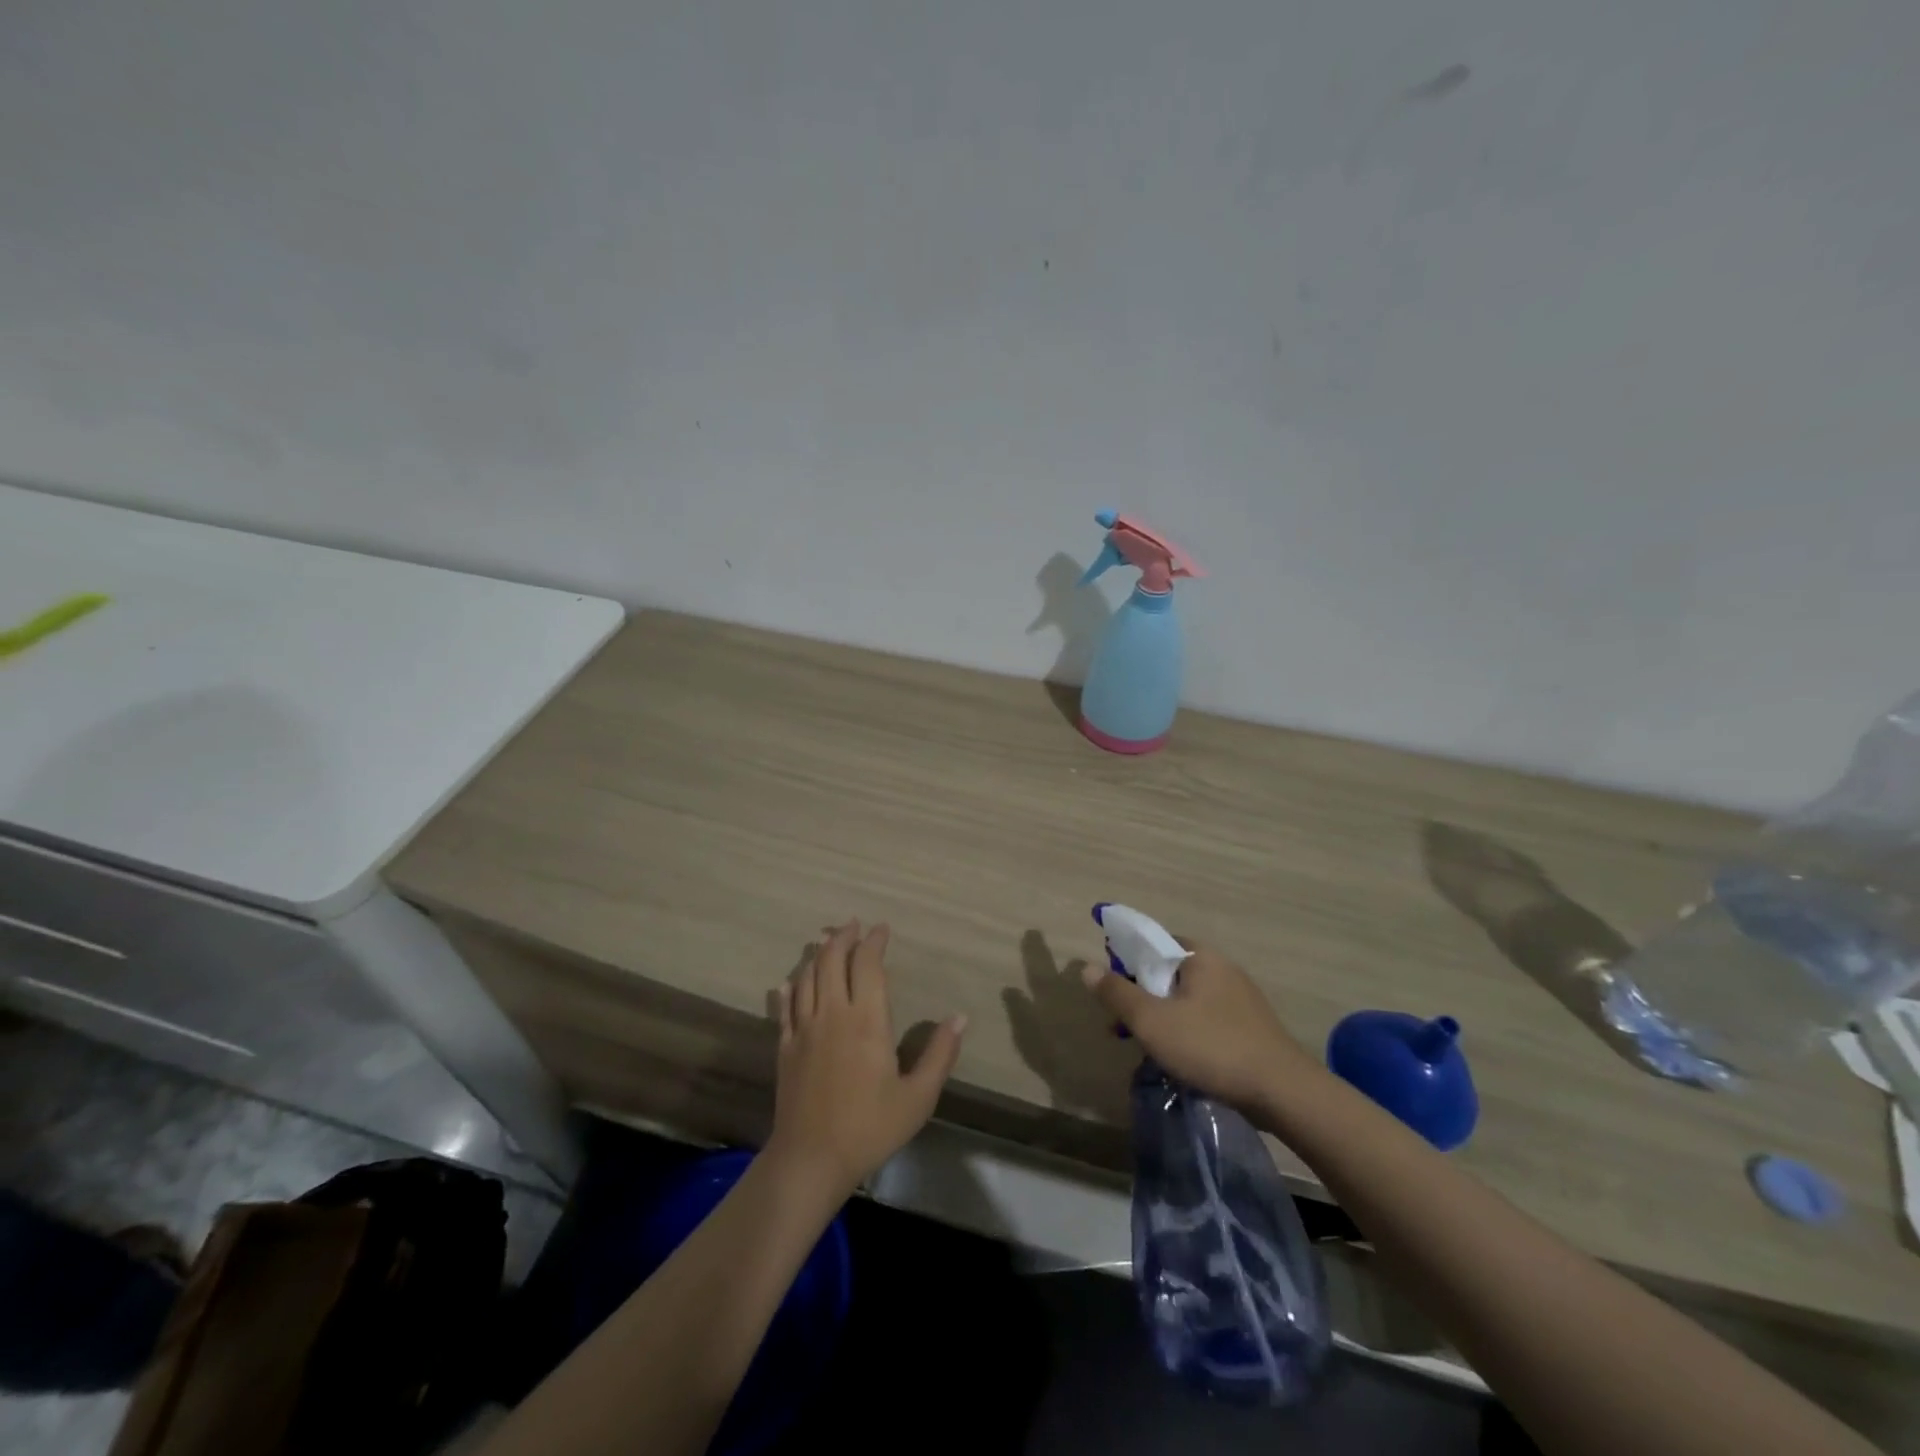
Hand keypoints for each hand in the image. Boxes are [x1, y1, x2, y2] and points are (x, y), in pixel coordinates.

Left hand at [769, 920, 965, 1196]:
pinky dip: (791, 988)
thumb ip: (940, 1054)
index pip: (867, 964)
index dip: (874, 942)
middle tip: (852, 925)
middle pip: (831, 960)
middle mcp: (833, 1013)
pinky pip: (786, 1006)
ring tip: (826, 941)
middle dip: (843, 937)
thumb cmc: (870, 1127)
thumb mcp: (918, 1096)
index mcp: (867, 1020)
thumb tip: (960, 1017)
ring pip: (807, 977)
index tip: (881, 929)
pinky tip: (791, 982)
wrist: (811, 1159)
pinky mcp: (785, 1047)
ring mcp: (804, 1029)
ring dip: (817, 954)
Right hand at [1081, 942, 1320, 1115]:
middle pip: (1168, 973)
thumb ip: (1117, 993)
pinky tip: (1184, 1060)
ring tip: (1149, 1049)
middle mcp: (1223, 967)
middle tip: (1124, 1028)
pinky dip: (1188, 1031)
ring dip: (1164, 1018)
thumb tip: (1086, 967)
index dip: (1126, 964)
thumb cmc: (1210, 1047)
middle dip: (1142, 998)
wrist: (1283, 1092)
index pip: (1153, 944)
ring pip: (1187, 999)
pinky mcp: (1253, 1025)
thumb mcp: (1152, 1021)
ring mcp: (1242, 997)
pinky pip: (1208, 1018)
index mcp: (1200, 956)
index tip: (1113, 994)